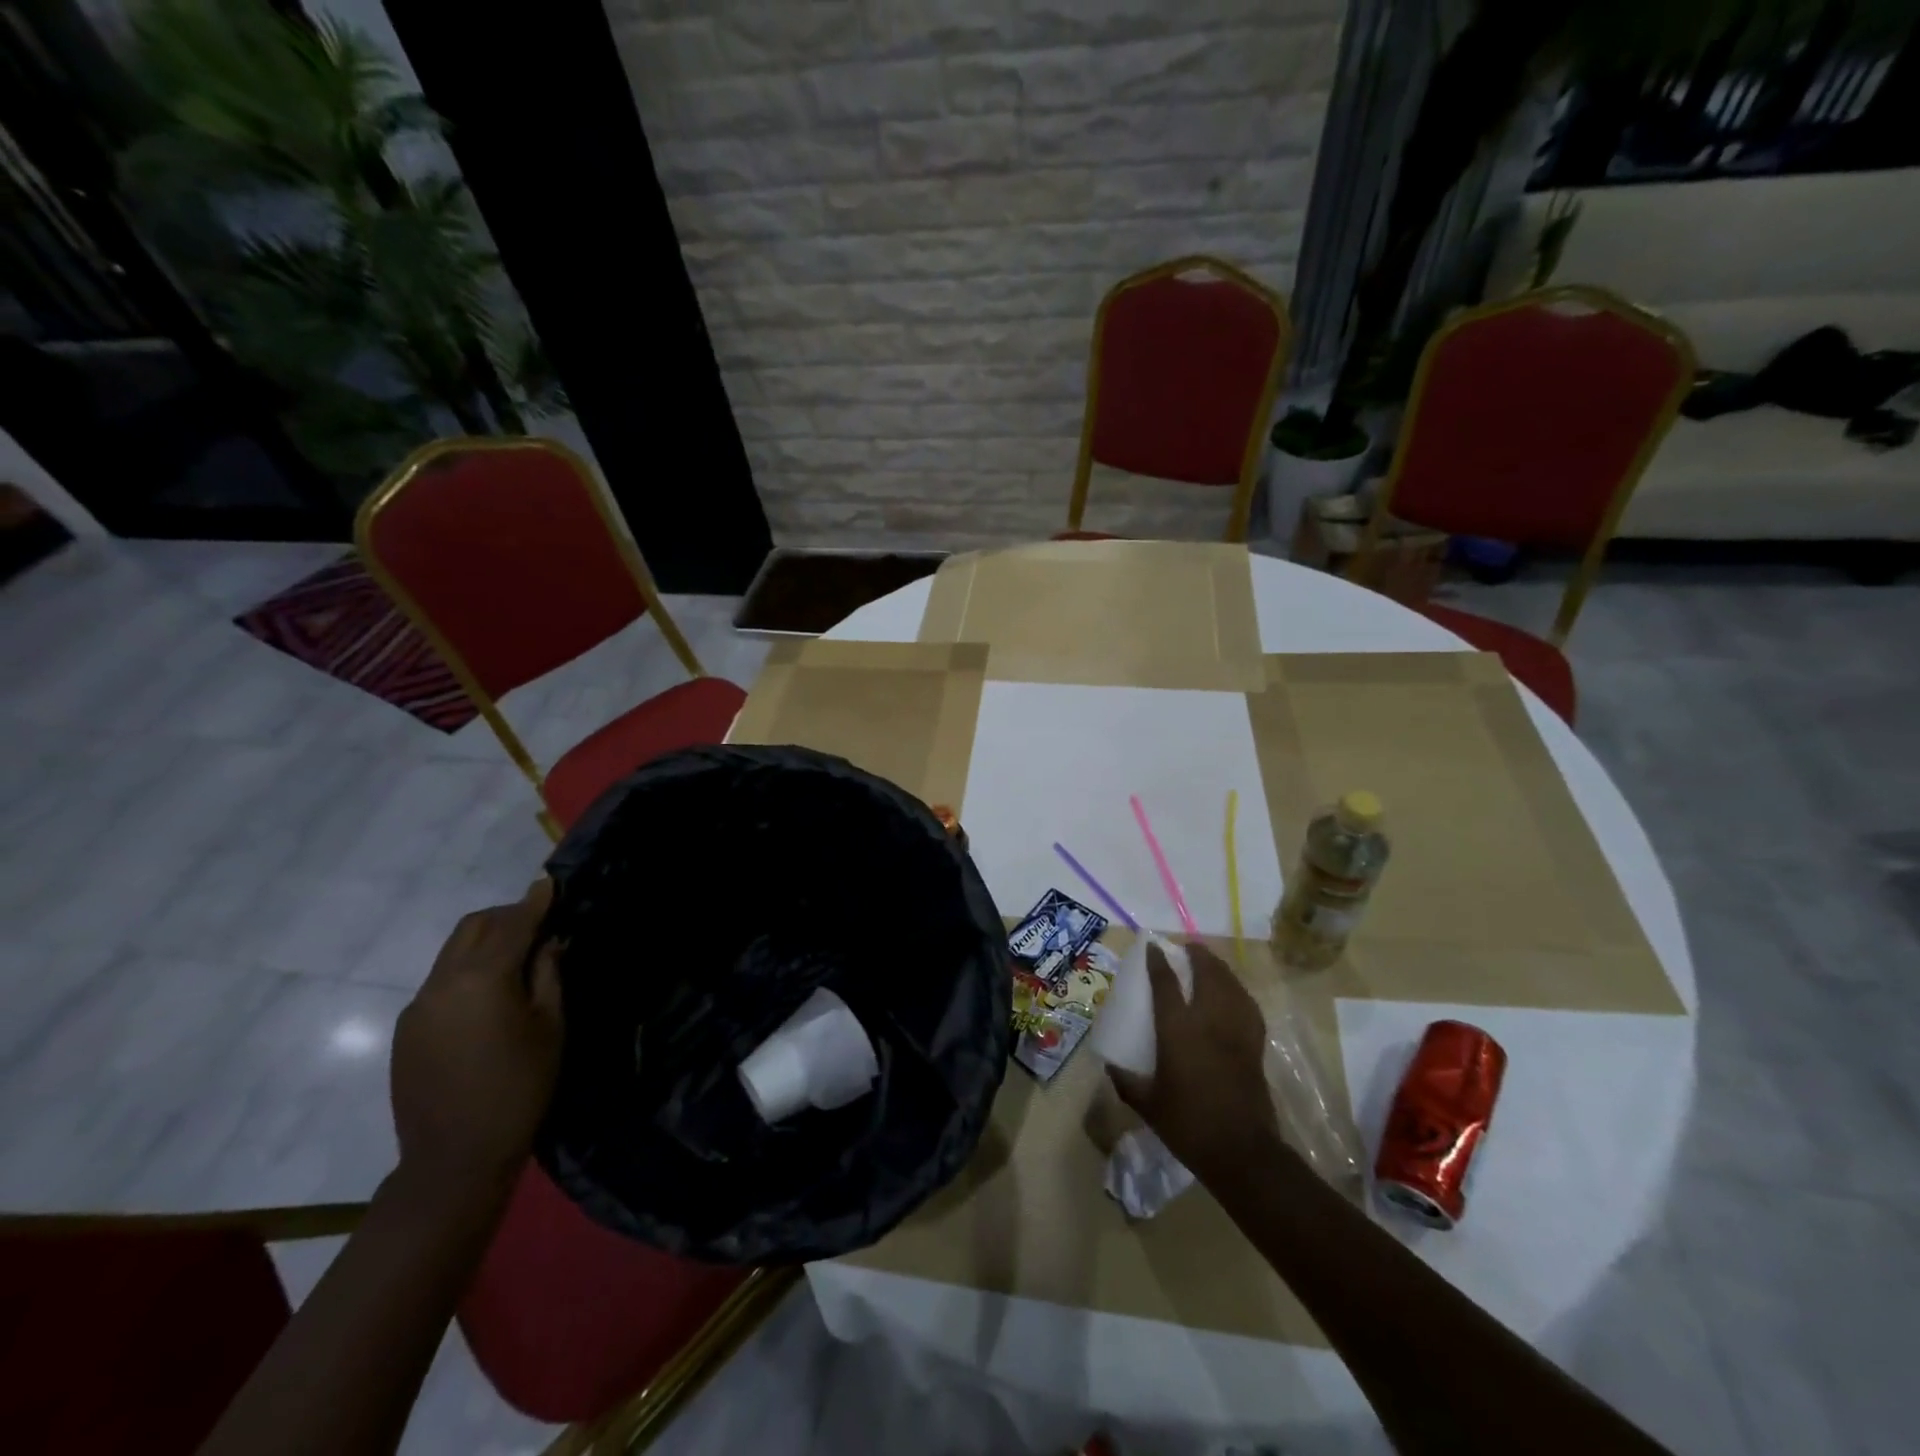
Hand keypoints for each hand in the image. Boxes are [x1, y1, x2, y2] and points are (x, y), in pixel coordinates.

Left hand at [390, 879, 563, 1192]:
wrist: (454, 1157)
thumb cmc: (520, 1087)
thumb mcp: (551, 1026)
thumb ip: (548, 974)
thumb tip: (548, 941)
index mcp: (482, 979)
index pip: (513, 925)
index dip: (535, 902)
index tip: (550, 882)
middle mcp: (442, 982)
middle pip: (473, 927)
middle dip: (506, 916)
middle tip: (539, 923)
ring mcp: (418, 1006)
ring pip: (453, 952)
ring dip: (485, 942)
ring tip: (517, 958)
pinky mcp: (407, 1029)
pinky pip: (440, 981)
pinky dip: (467, 970)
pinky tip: (489, 996)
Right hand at [1107, 941, 1280, 1181]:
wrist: (1242, 1152)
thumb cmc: (1188, 1125)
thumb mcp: (1147, 1105)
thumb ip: (1126, 1081)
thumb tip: (1111, 1064)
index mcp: (1178, 1031)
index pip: (1166, 983)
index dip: (1158, 960)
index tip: (1152, 945)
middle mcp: (1208, 1021)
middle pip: (1207, 973)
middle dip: (1197, 955)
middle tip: (1186, 949)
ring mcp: (1236, 1030)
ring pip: (1231, 984)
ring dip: (1219, 968)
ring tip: (1209, 963)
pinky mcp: (1255, 1045)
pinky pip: (1248, 1005)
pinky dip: (1239, 991)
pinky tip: (1234, 994)